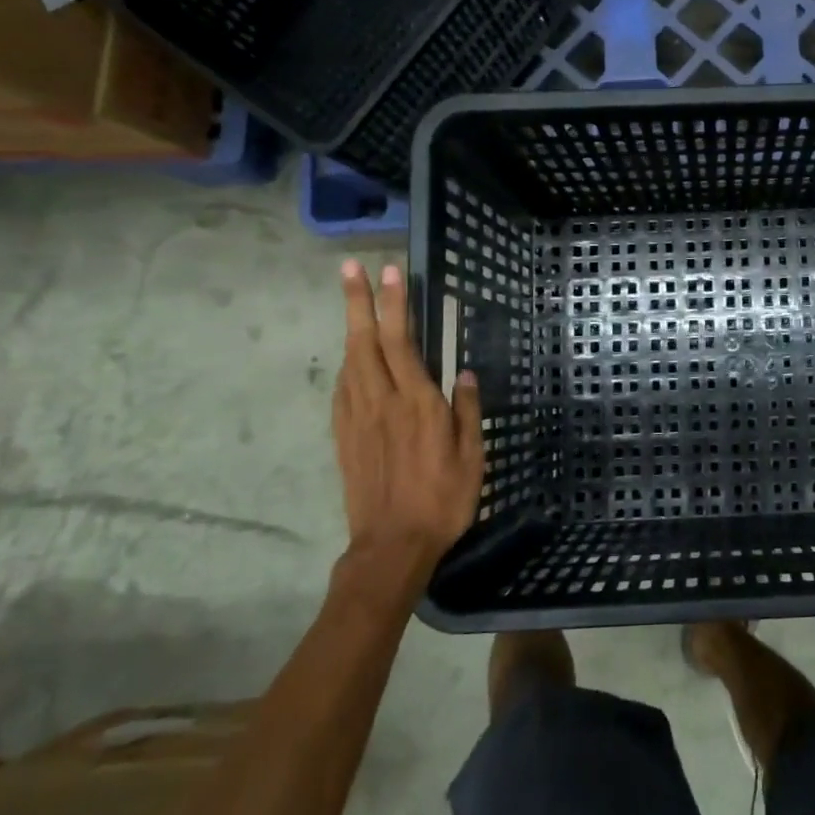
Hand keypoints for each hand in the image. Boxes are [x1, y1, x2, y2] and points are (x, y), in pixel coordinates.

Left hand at [332, 260, 483, 573]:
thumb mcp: (472, 457)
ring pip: (349, 362)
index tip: (389, 273)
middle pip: (364, 342)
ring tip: (352, 304)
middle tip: (348, 269)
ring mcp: (357, 419)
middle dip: (356, 303)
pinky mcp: (344, 437)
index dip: (393, 305)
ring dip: (350, 328)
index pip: (401, 342)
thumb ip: (468, 412)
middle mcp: (381, 402)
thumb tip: (467, 374)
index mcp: (417, 403)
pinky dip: (347, 364)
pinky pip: (342, 389)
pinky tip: (351, 360)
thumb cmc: (443, 500)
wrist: (391, 545)